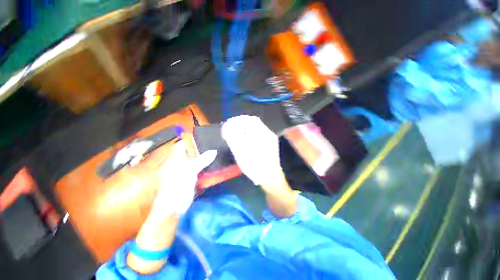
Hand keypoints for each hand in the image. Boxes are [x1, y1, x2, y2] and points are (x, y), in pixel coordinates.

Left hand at [151, 139, 216, 215]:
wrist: (173, 210)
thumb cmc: (176, 188)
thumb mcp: (189, 172)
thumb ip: (202, 161)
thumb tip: (214, 151)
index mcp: (177, 158)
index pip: (184, 144)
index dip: (192, 139)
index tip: (205, 136)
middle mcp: (182, 162)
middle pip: (193, 152)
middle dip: (204, 147)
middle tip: (216, 143)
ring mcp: (188, 171)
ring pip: (199, 160)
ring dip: (208, 157)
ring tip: (219, 151)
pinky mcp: (194, 178)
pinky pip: (202, 169)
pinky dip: (209, 166)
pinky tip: (217, 164)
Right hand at [222, 115, 297, 216]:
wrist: (270, 177)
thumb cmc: (254, 166)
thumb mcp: (240, 152)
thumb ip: (233, 137)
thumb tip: (227, 126)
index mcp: (261, 134)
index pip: (249, 120)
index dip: (238, 120)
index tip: (229, 123)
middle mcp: (267, 133)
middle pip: (254, 122)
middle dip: (241, 123)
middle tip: (232, 127)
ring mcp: (270, 138)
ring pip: (257, 127)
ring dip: (246, 127)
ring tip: (237, 132)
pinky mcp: (271, 143)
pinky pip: (260, 133)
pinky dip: (251, 132)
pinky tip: (246, 138)